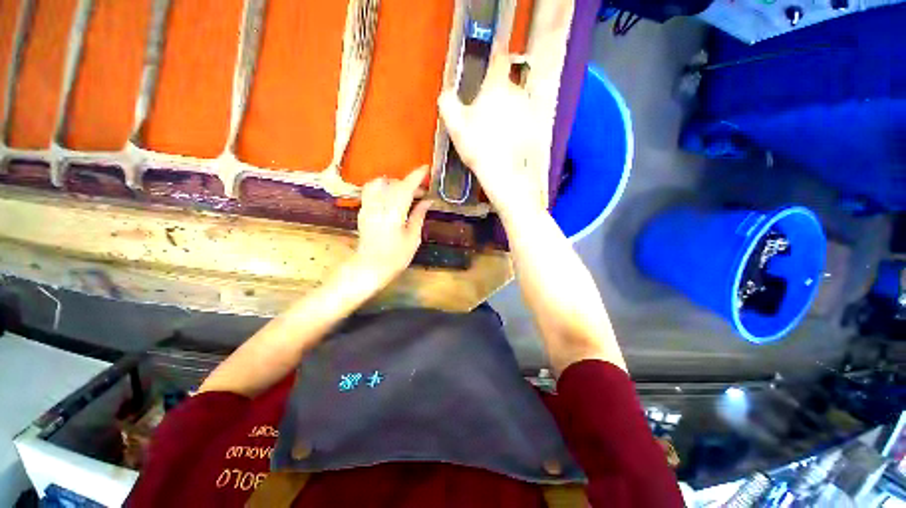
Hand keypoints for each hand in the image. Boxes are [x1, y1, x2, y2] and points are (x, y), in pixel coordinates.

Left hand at [352, 167, 431, 285]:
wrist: (369, 268)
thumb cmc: (395, 257)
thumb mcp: (413, 238)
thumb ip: (419, 216)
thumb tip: (428, 201)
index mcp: (393, 214)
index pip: (405, 188)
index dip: (416, 176)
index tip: (426, 169)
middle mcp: (378, 206)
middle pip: (393, 184)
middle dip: (409, 184)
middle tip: (422, 193)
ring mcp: (368, 207)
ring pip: (379, 184)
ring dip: (394, 184)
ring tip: (405, 194)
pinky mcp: (363, 211)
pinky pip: (371, 191)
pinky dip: (383, 188)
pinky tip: (392, 199)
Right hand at [438, 29, 547, 221]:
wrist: (505, 174)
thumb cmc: (479, 147)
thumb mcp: (455, 126)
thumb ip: (448, 103)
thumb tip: (446, 94)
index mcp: (497, 85)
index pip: (499, 58)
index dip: (494, 57)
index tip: (489, 64)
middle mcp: (518, 91)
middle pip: (507, 83)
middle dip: (497, 93)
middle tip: (484, 112)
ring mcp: (530, 110)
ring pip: (516, 102)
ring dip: (507, 110)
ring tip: (495, 131)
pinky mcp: (536, 127)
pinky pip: (524, 119)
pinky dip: (516, 125)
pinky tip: (507, 141)